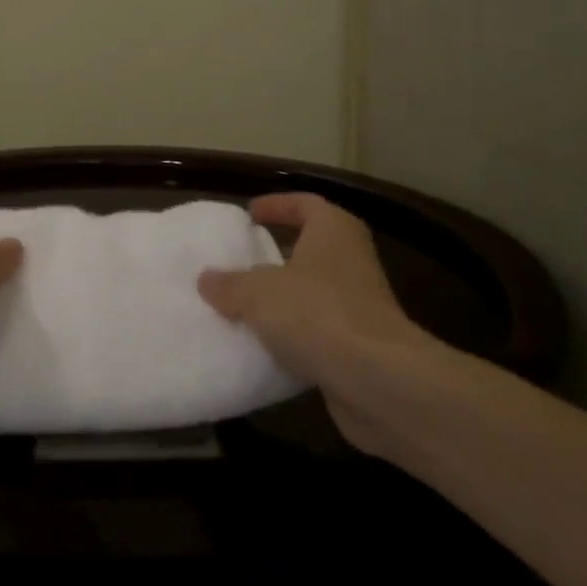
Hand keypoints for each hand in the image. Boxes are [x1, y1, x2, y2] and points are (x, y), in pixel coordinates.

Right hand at [199, 193, 446, 449]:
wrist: (379, 381)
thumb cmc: (316, 313)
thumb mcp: (256, 292)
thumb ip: (229, 284)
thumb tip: (207, 279)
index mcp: (333, 231)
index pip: (305, 204)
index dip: (277, 205)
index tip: (249, 215)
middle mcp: (352, 261)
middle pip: (311, 249)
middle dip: (277, 256)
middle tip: (241, 263)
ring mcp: (361, 305)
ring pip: (314, 293)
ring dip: (285, 300)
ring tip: (244, 307)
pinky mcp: (362, 346)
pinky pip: (319, 332)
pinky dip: (295, 337)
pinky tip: (264, 348)